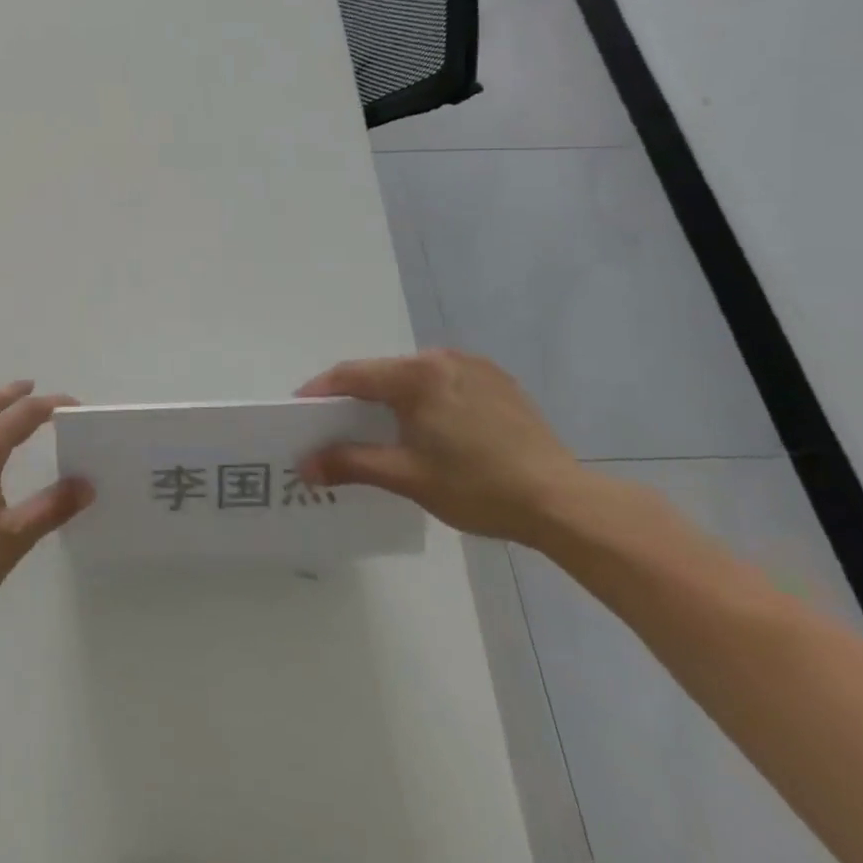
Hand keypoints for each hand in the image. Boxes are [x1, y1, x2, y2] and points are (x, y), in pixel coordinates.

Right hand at [296, 350, 585, 543]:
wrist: (563, 503)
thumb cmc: (477, 487)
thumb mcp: (406, 477)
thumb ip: (350, 463)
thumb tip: (304, 466)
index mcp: (416, 374)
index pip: (352, 375)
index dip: (320, 391)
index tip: (298, 410)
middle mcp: (442, 358)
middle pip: (383, 373)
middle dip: (356, 397)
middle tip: (336, 425)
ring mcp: (476, 367)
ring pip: (415, 377)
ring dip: (392, 398)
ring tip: (382, 429)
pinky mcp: (500, 382)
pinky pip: (446, 383)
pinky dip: (427, 399)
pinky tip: (431, 429)